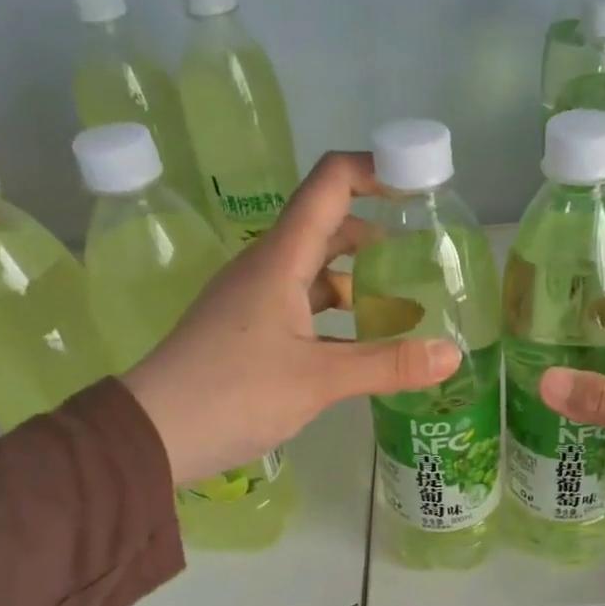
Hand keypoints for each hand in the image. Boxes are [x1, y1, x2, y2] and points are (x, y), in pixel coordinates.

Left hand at [123, 151, 459, 484]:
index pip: (329, 183)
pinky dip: (338, 312)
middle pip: (328, 224)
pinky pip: (304, 304)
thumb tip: (453, 354)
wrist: (151, 435)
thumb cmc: (232, 393)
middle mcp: (267, 267)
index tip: (419, 185)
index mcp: (281, 259)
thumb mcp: (318, 380)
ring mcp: (256, 299)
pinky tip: (365, 341)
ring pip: (316, 269)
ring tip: (406, 300)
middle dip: (377, 230)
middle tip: (425, 253)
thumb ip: (387, 364)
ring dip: (358, 276)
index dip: (375, 170)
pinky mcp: (250, 330)